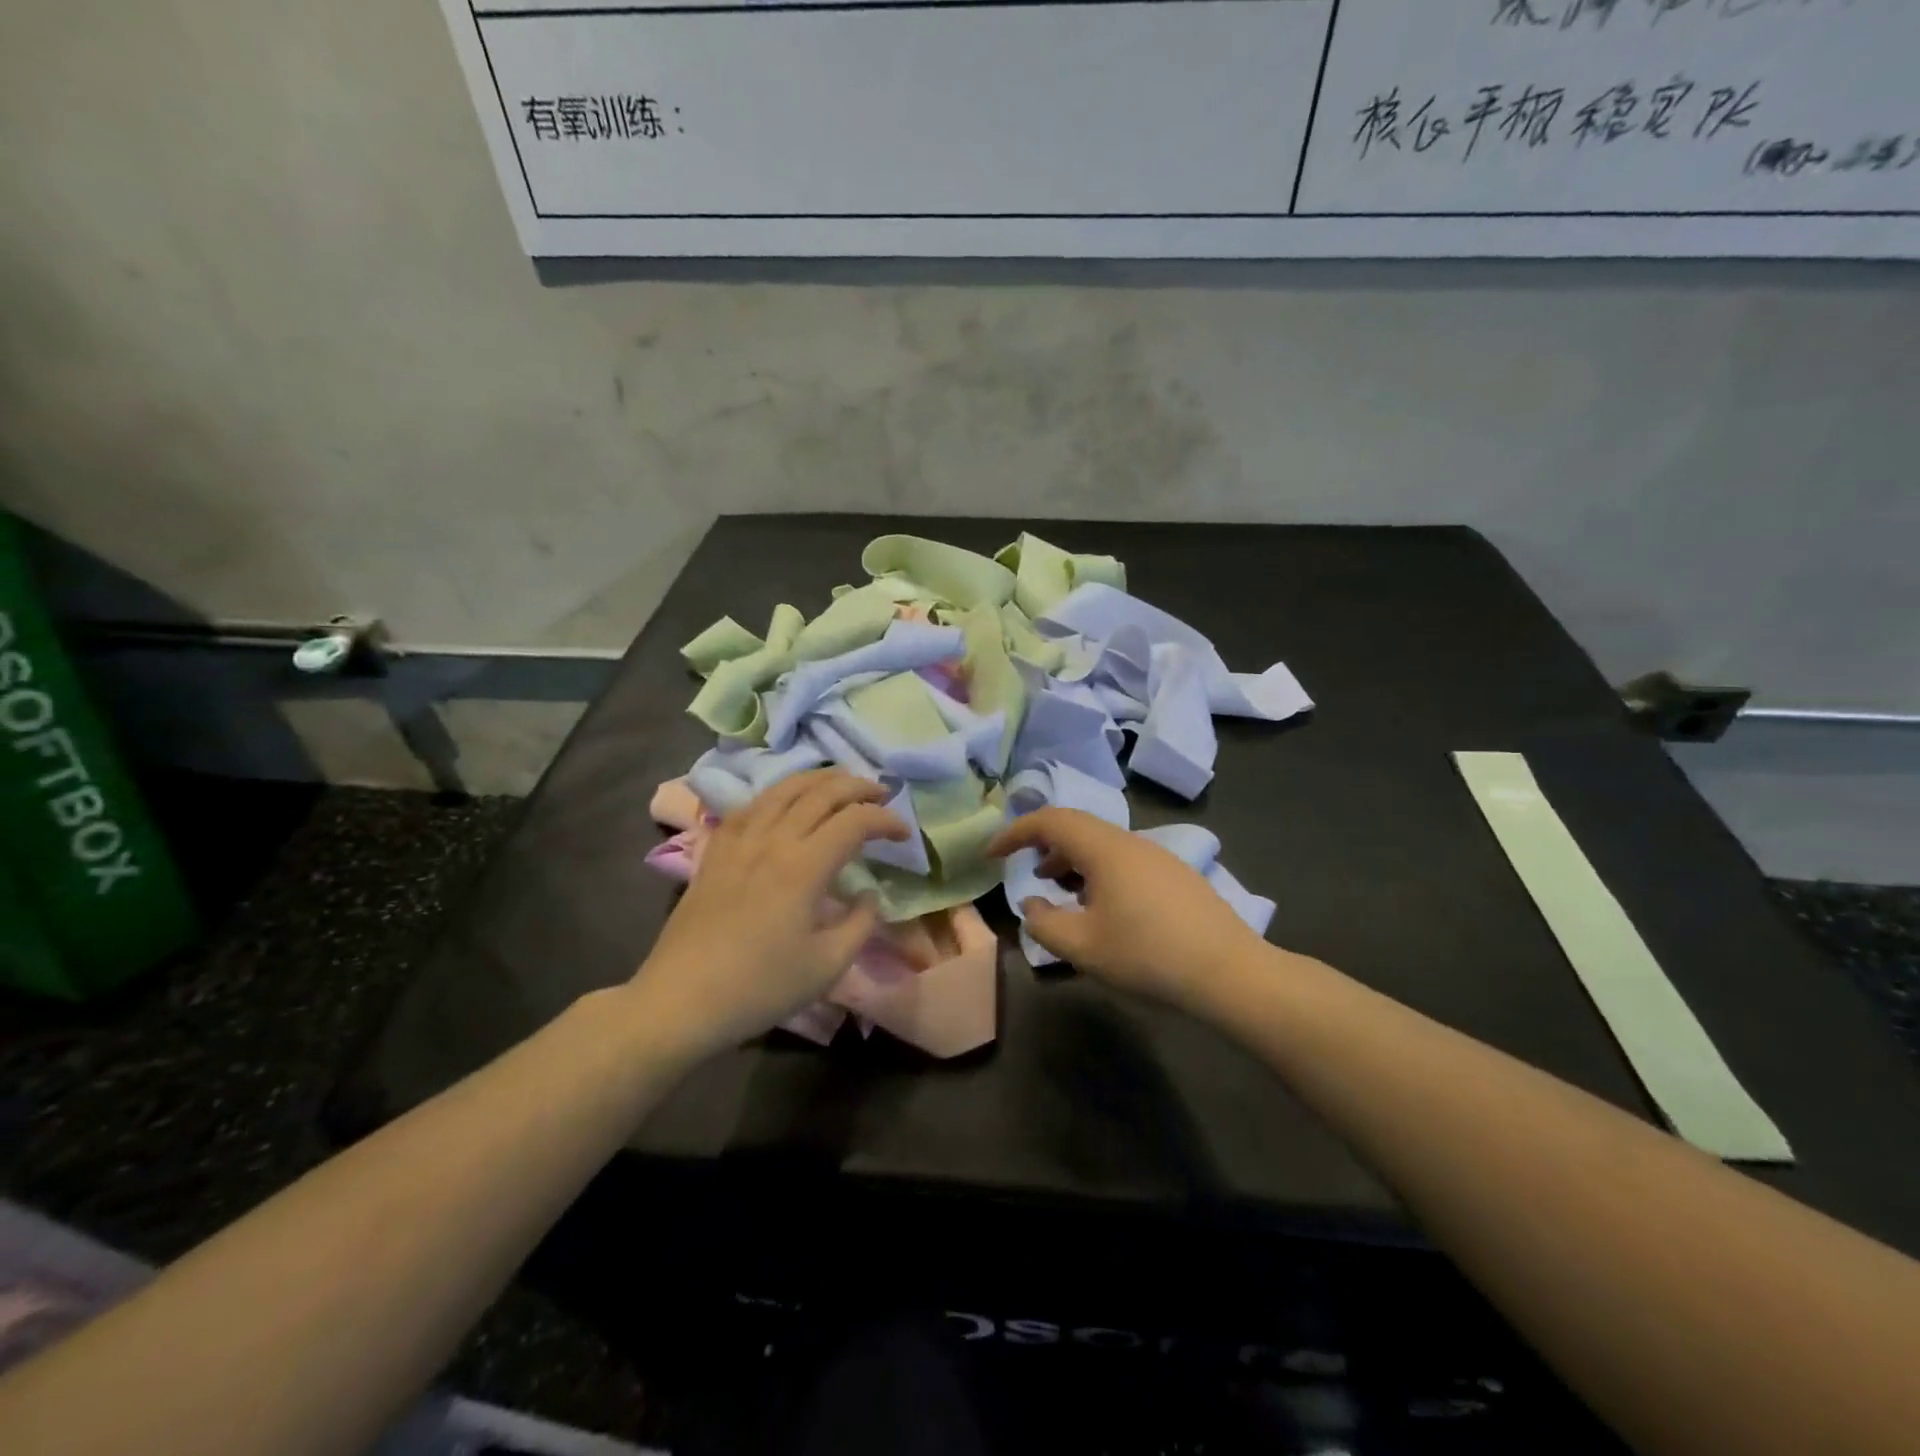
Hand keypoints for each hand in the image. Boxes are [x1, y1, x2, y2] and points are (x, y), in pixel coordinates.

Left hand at [631, 769, 907, 1057]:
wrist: (681, 1000)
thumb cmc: (760, 988)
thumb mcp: (827, 966)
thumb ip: (860, 924)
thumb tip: (869, 895)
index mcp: (803, 867)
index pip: (854, 821)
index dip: (886, 820)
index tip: (904, 835)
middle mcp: (772, 840)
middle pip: (821, 792)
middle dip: (858, 786)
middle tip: (882, 794)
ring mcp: (739, 841)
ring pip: (783, 789)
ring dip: (819, 780)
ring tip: (841, 784)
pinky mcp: (715, 851)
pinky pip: (750, 805)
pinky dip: (777, 794)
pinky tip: (784, 802)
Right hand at [988, 808, 1268, 1011]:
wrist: (1230, 972)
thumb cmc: (1148, 955)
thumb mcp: (1083, 947)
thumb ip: (1043, 923)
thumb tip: (1031, 903)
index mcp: (1104, 849)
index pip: (1050, 821)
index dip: (1015, 832)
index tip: (992, 853)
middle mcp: (1130, 841)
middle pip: (1077, 827)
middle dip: (1043, 844)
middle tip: (1024, 869)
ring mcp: (1158, 856)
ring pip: (1102, 844)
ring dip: (1071, 859)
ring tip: (1057, 888)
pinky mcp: (1175, 875)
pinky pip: (1123, 859)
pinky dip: (1097, 871)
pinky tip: (1100, 906)